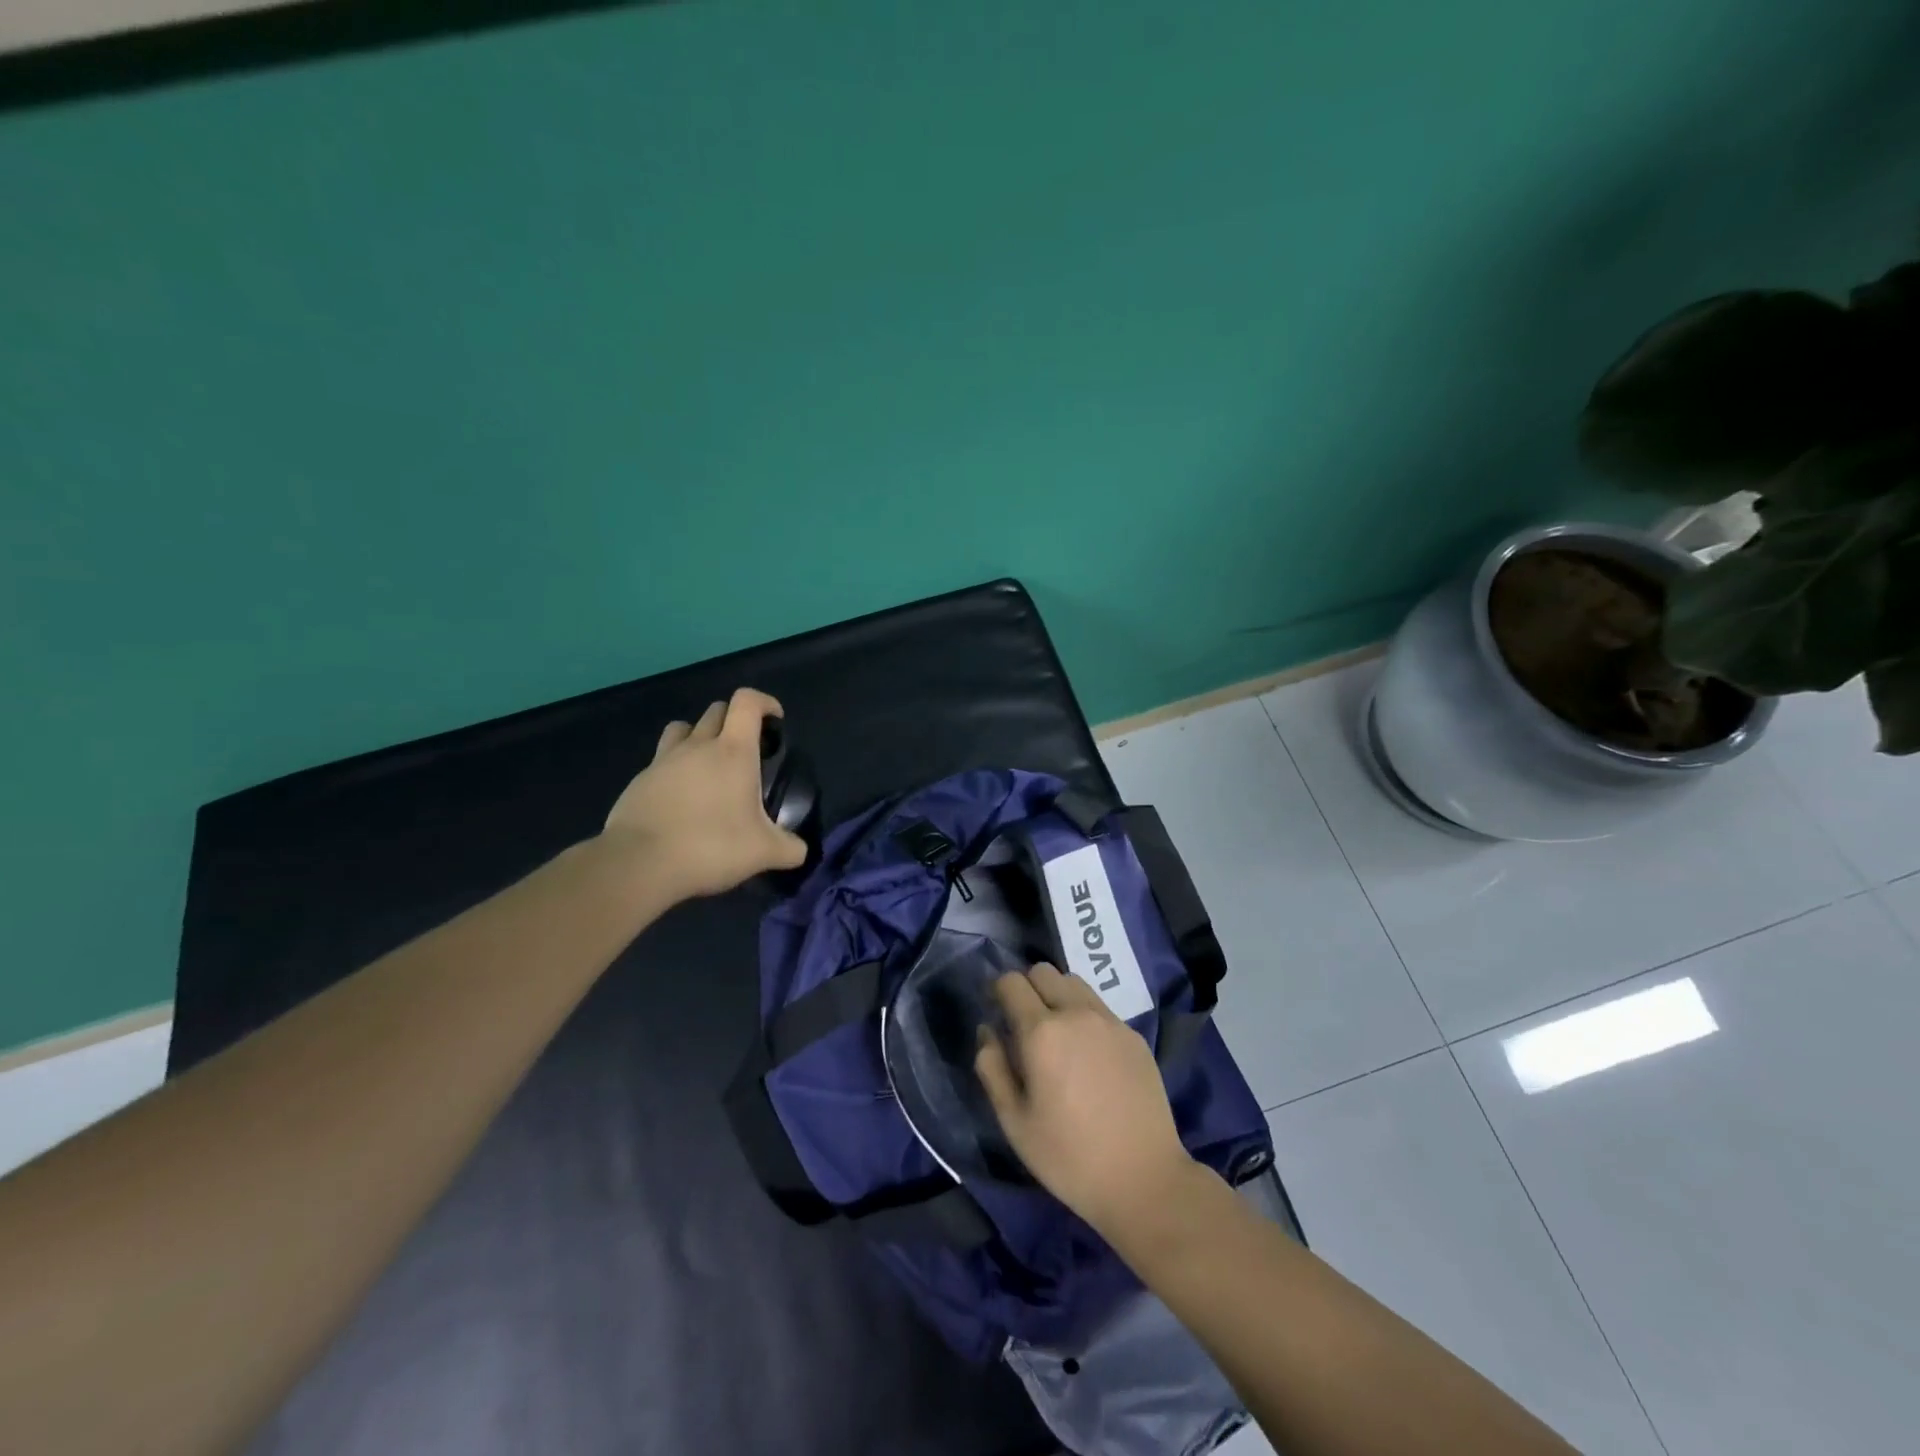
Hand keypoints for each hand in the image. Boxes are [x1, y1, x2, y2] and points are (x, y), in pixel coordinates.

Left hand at [602, 687, 806, 899]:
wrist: (639, 863)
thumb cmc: (710, 846)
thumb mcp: (763, 852)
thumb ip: (790, 848)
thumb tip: (800, 850)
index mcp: (733, 751)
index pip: (747, 702)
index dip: (765, 703)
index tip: (776, 721)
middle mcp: (697, 745)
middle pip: (716, 710)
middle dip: (735, 720)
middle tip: (747, 750)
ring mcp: (664, 760)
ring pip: (683, 728)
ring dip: (699, 736)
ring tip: (709, 765)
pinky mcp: (640, 780)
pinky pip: (662, 760)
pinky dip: (676, 768)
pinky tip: (682, 798)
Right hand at [974, 964, 1195, 1236]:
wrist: (1144, 1179)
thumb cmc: (1068, 1157)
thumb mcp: (1014, 1121)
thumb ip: (992, 1068)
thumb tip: (987, 1030)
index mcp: (1041, 1032)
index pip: (1011, 982)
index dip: (998, 992)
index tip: (998, 1015)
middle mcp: (1077, 1013)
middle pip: (1043, 971)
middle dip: (1027, 988)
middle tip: (1025, 1025)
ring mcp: (1110, 1022)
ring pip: (1074, 983)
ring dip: (1058, 996)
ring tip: (1058, 1035)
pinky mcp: (1134, 1035)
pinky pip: (1100, 1008)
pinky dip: (1085, 1016)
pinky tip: (1089, 1056)